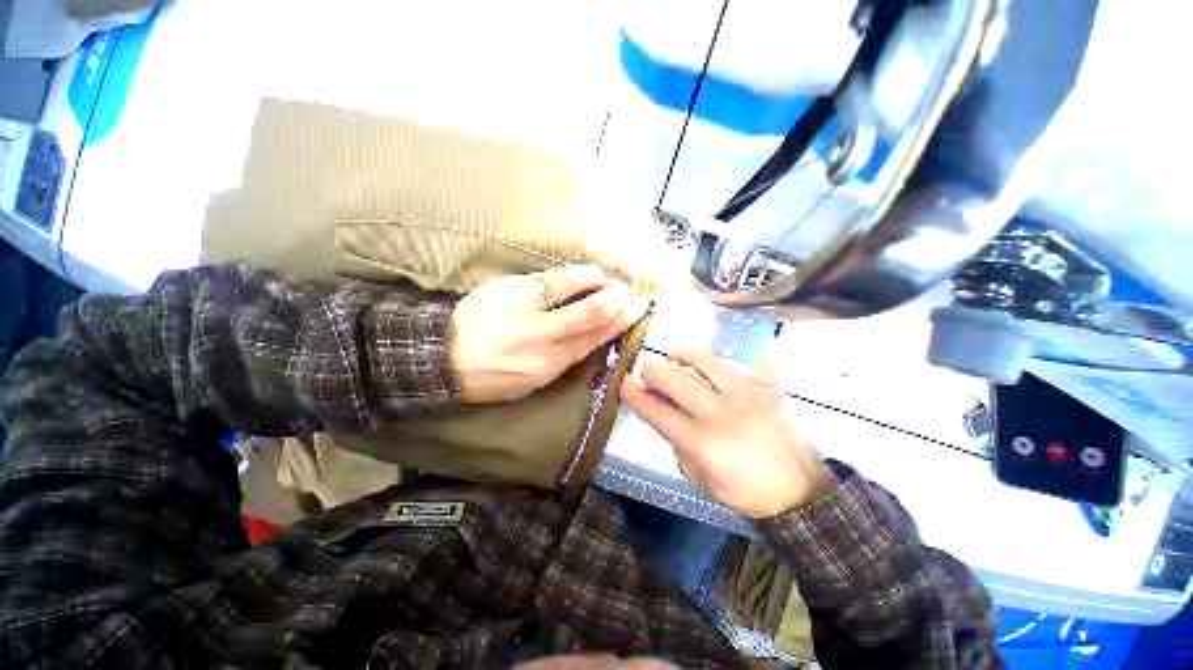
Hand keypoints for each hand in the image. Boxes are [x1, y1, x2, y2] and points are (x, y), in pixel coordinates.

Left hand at [449, 265, 649, 403]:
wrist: (444, 357)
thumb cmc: (494, 376)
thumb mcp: (534, 379)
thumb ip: (565, 356)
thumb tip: (591, 333)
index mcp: (549, 362)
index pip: (595, 337)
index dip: (620, 321)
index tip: (637, 309)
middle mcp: (541, 333)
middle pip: (589, 311)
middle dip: (615, 298)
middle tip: (627, 291)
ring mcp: (524, 305)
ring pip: (570, 286)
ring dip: (595, 278)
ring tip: (605, 277)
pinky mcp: (508, 286)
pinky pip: (547, 277)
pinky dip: (569, 275)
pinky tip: (579, 274)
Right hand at [621, 350, 835, 517]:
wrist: (797, 493)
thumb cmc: (742, 490)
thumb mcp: (698, 477)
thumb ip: (676, 442)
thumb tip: (662, 411)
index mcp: (700, 441)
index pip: (655, 410)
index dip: (634, 394)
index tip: (624, 383)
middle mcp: (719, 413)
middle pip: (674, 378)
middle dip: (652, 370)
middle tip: (648, 372)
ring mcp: (746, 396)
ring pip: (705, 361)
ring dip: (683, 355)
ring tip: (674, 356)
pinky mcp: (767, 389)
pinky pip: (748, 361)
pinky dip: (730, 358)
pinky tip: (717, 361)